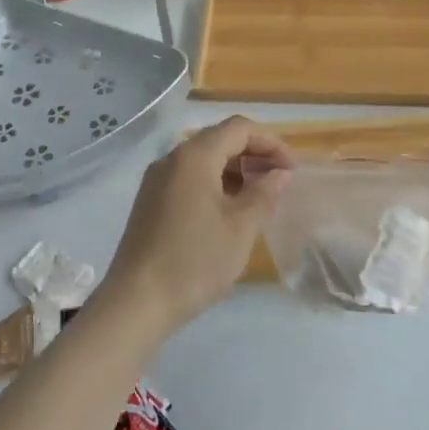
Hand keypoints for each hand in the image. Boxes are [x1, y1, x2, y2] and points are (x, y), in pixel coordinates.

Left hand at [99, 117, 293, 338]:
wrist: (136, 302)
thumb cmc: (195, 260)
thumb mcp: (241, 228)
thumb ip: (264, 193)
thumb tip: (279, 173)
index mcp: (194, 156)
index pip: (239, 128)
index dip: (270, 142)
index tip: (292, 168)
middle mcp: (172, 158)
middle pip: (219, 139)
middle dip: (253, 154)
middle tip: (279, 181)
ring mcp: (157, 180)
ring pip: (203, 160)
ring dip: (234, 170)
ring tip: (259, 197)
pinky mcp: (150, 201)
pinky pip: (188, 178)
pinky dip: (214, 184)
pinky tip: (229, 211)